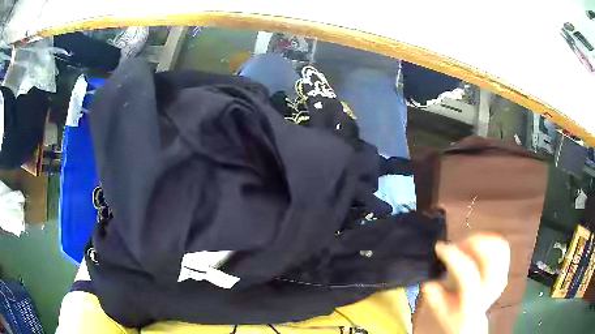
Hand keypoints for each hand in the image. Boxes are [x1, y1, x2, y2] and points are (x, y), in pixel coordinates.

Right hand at [421, 234, 509, 333]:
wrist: (472, 320)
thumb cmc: (454, 314)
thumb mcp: (440, 309)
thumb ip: (435, 297)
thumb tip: (430, 283)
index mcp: (473, 303)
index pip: (468, 275)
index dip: (455, 258)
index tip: (440, 247)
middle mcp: (491, 290)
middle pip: (490, 258)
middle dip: (472, 244)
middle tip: (456, 244)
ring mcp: (501, 279)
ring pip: (499, 248)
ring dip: (481, 239)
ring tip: (466, 243)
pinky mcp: (505, 270)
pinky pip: (502, 246)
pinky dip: (490, 239)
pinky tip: (476, 244)